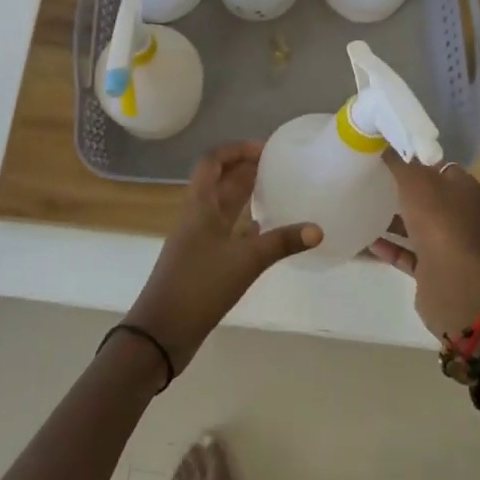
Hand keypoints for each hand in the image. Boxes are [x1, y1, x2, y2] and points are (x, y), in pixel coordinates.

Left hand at [123, 141, 321, 372]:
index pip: (213, 162)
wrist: (161, 331)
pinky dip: (242, 226)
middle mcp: (196, 216)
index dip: (236, 150)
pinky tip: (261, 230)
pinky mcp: (201, 262)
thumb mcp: (245, 261)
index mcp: (200, 206)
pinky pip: (224, 232)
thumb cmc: (199, 286)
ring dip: (243, 195)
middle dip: (244, 169)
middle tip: (276, 165)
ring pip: (222, 207)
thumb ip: (281, 243)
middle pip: (219, 182)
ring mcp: (197, 240)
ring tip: (273, 190)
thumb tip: (318, 229)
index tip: (264, 148)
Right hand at [369, 154, 479, 338]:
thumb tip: (387, 143)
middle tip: (373, 177)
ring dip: (394, 219)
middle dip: (403, 189)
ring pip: (418, 226)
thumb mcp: (415, 180)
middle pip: (429, 197)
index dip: (417, 159)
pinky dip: (389, 247)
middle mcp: (461, 216)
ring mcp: (448, 244)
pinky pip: (408, 254)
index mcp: (465, 190)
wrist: (453, 282)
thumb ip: (400, 161)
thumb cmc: (438, 221)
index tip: (390, 154)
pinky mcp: (434, 269)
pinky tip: (366, 239)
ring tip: (364, 206)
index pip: (441, 167)